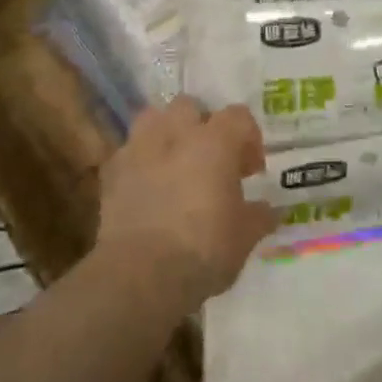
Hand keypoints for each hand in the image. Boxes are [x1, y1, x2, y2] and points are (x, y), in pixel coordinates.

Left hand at [95, 97, 275, 310]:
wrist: (141, 275)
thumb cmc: (203, 250)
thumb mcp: (244, 237)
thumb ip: (259, 216)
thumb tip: (269, 211)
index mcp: (215, 142)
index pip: (239, 117)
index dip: (249, 138)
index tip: (251, 170)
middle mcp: (176, 134)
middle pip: (190, 107)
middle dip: (202, 126)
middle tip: (211, 160)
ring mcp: (139, 149)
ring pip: (153, 118)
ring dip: (166, 134)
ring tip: (175, 164)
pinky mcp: (112, 172)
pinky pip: (129, 152)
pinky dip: (140, 162)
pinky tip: (147, 189)